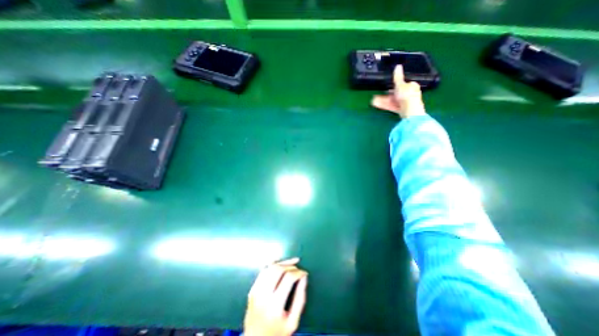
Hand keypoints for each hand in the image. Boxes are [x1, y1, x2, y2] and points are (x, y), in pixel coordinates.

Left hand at [243, 259, 308, 335]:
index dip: (298, 272)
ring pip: (270, 268)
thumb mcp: (293, 322)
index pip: (288, 278)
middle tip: (297, 266)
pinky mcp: (252, 290)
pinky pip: (263, 272)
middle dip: (290, 265)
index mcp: (275, 305)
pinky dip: (272, 265)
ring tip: (291, 263)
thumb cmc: (277, 333)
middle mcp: (263, 295)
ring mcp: (256, 292)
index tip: (304, 273)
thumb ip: (300, 298)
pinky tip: (279, 264)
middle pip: (278, 269)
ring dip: (281, 263)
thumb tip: (304, 277)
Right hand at [371, 65, 424, 118]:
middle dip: (386, 94)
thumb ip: (398, 77)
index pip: (403, 84)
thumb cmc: (407, 96)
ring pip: (392, 100)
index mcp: (412, 86)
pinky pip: (392, 106)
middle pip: (396, 93)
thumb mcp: (400, 85)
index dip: (394, 85)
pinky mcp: (401, 110)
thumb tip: (398, 66)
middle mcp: (409, 94)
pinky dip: (385, 105)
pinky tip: (377, 105)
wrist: (410, 111)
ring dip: (383, 100)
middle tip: (377, 95)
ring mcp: (405, 103)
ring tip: (373, 101)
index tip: (386, 87)